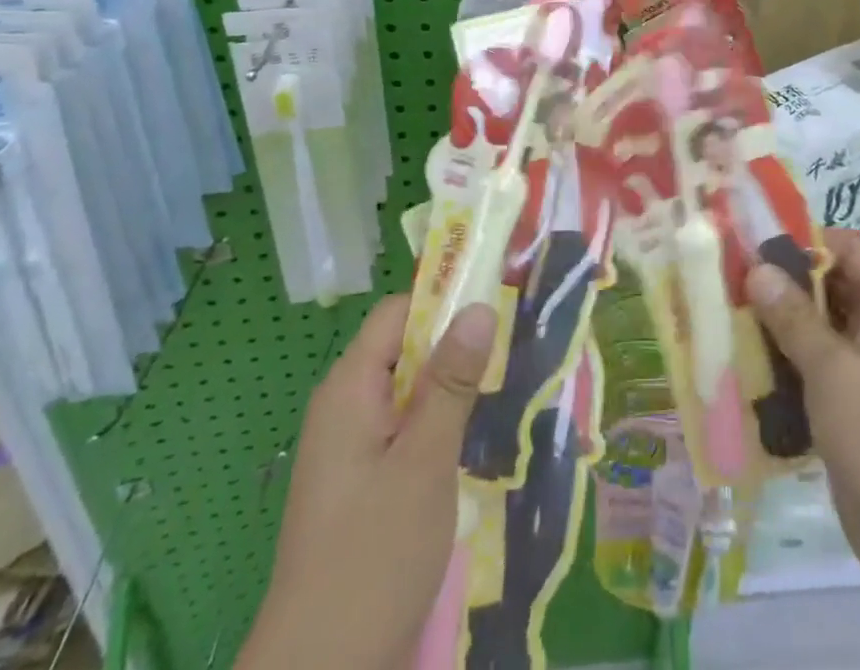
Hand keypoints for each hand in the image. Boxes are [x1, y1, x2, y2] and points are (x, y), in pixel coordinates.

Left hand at [249, 295, 497, 669]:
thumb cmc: (373, 559)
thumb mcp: (424, 462)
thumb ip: (451, 381)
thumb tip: (478, 306)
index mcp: (349, 389)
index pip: (398, 313)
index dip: (444, 301)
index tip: (498, 302)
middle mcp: (345, 408)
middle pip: (405, 349)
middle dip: (456, 346)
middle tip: (514, 347)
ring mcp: (352, 450)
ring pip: (410, 392)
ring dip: (453, 389)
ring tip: (507, 388)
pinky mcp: (364, 486)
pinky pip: (406, 431)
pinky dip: (441, 426)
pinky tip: (478, 442)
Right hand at [747, 229, 859, 614]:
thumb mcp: (834, 370)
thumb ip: (793, 316)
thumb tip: (757, 268)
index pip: (850, 249)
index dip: (804, 242)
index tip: (754, 249)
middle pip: (834, 285)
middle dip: (786, 284)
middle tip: (733, 284)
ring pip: (823, 327)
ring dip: (783, 324)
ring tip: (732, 318)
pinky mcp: (859, 404)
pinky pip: (821, 364)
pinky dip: (791, 359)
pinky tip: (752, 362)